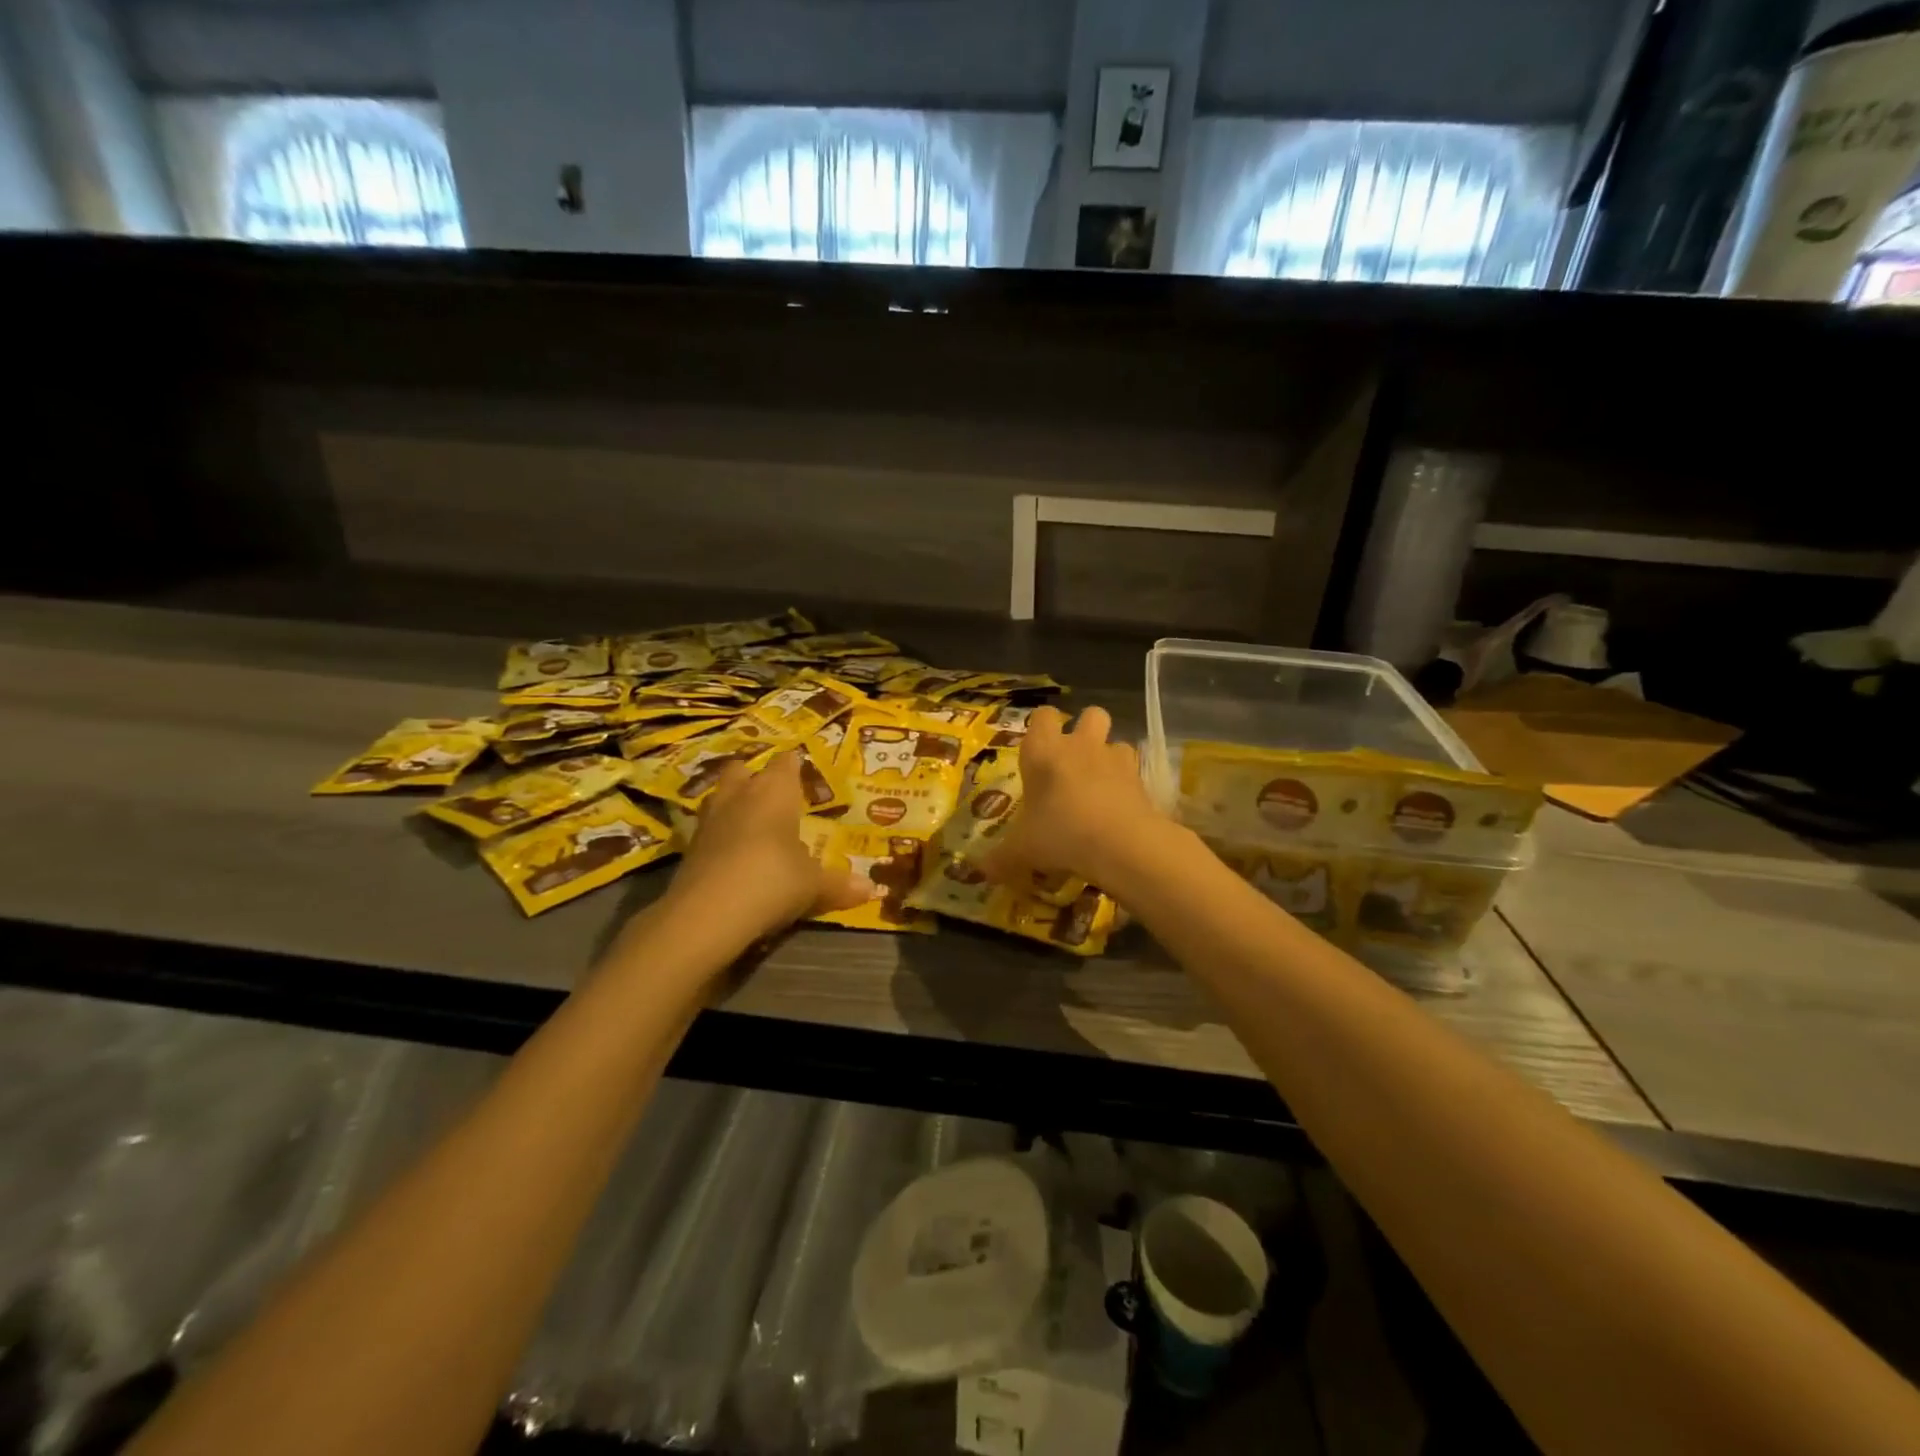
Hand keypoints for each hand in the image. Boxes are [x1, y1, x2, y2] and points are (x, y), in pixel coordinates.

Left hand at [670, 751, 872, 938]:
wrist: (707, 913)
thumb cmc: (773, 880)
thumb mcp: (814, 885)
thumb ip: (838, 884)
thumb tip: (871, 889)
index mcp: (775, 791)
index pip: (786, 763)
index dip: (794, 766)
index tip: (803, 773)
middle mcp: (740, 795)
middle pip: (743, 770)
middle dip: (754, 777)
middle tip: (772, 796)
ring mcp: (710, 819)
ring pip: (720, 796)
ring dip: (733, 804)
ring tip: (751, 823)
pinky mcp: (689, 847)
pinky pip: (708, 829)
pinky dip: (720, 836)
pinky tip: (733, 855)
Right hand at [981, 706, 1166, 890]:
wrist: (1120, 843)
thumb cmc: (1060, 834)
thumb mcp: (1022, 850)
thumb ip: (1002, 857)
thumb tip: (982, 870)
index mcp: (1043, 752)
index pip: (1042, 716)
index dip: (1042, 727)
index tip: (1038, 749)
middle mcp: (1079, 745)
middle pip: (1090, 714)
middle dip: (1085, 729)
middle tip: (1074, 760)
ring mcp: (1113, 758)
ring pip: (1115, 740)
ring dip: (1109, 756)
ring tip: (1101, 784)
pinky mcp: (1139, 777)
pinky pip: (1133, 769)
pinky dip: (1127, 781)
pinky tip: (1120, 804)